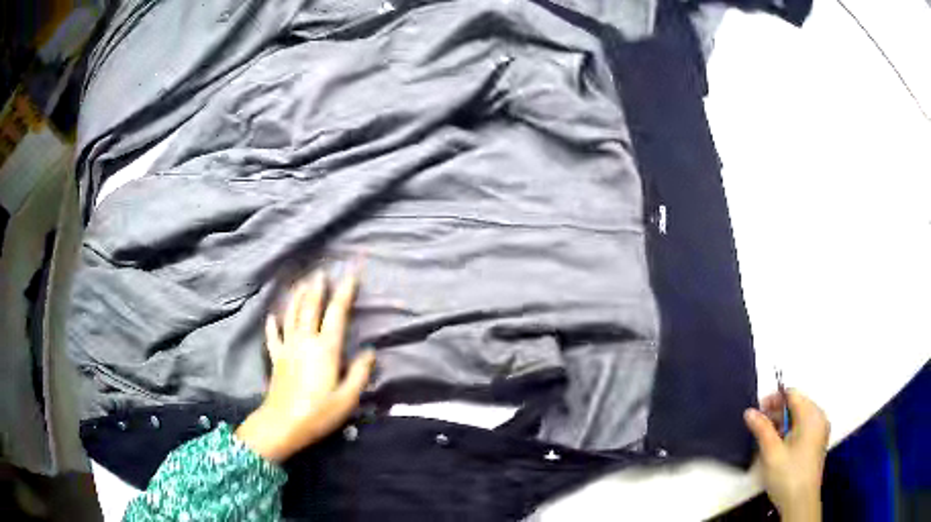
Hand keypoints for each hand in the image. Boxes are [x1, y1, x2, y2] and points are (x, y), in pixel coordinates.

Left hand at [235, 271, 374, 462]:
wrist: (283, 424)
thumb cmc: (319, 413)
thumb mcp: (348, 398)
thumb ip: (359, 373)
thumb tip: (370, 352)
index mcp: (326, 349)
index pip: (336, 314)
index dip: (344, 293)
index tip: (350, 275)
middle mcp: (305, 341)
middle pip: (310, 308)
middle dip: (317, 288)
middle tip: (321, 271)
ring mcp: (288, 348)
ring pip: (291, 316)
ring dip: (296, 298)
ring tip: (300, 283)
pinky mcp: (276, 359)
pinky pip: (273, 337)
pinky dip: (273, 325)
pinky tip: (272, 316)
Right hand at [744, 390, 829, 521]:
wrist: (800, 502)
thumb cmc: (788, 474)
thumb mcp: (771, 452)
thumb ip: (761, 428)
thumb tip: (749, 412)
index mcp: (812, 415)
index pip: (793, 395)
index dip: (774, 399)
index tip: (757, 412)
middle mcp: (819, 418)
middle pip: (797, 405)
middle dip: (777, 413)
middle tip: (758, 427)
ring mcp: (820, 432)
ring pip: (799, 418)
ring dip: (782, 424)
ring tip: (766, 440)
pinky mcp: (817, 444)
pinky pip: (803, 429)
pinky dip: (789, 433)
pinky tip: (778, 448)